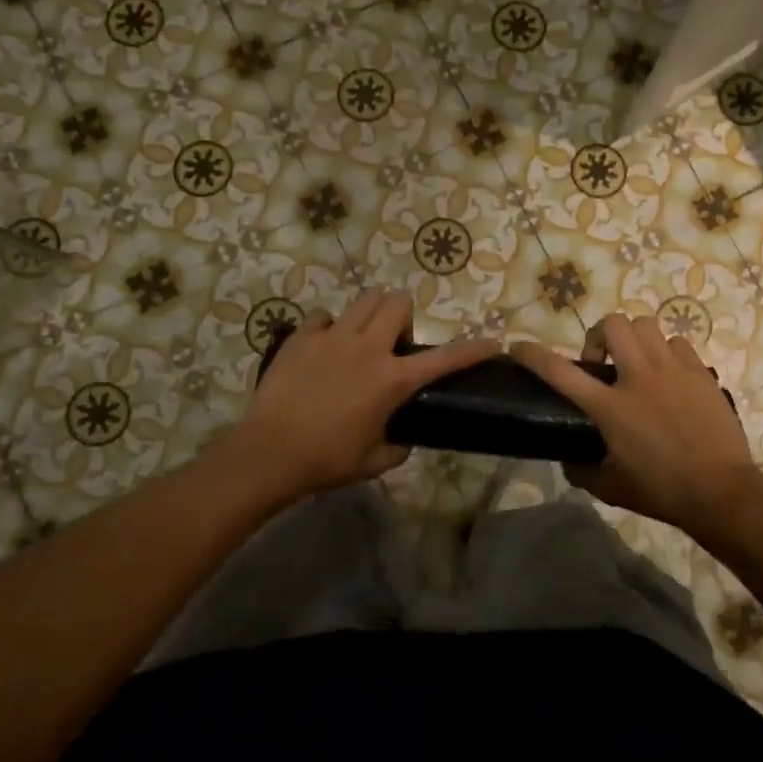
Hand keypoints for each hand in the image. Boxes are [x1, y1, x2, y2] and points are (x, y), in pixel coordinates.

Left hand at [233, 290, 497, 498]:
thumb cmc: (327, 460)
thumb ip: (398, 446)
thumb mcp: (374, 461)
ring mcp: (333, 337)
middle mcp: (368, 348)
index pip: (445, 358)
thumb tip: (403, 439)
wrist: (270, 453)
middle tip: (394, 343)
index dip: (473, 349)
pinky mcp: (302, 337)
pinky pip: (323, 317)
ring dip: (371, 314)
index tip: (492, 343)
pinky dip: (330, 328)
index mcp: (393, 379)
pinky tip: (324, 348)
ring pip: (364, 300)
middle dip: (404, 315)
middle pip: (398, 302)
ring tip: (361, 338)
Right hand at [512, 315, 762, 531]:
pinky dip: (667, 352)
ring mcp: (673, 370)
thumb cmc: (661, 491)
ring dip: (634, 340)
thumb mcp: (611, 487)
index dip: (533, 355)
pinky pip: (677, 343)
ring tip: (638, 364)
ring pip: (646, 324)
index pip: (560, 372)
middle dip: (600, 336)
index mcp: (610, 407)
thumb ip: (583, 470)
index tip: (518, 347)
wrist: (721, 491)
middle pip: (612, 324)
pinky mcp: (700, 372)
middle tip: (603, 364)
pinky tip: (670, 376)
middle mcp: (638, 377)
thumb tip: (570, 461)